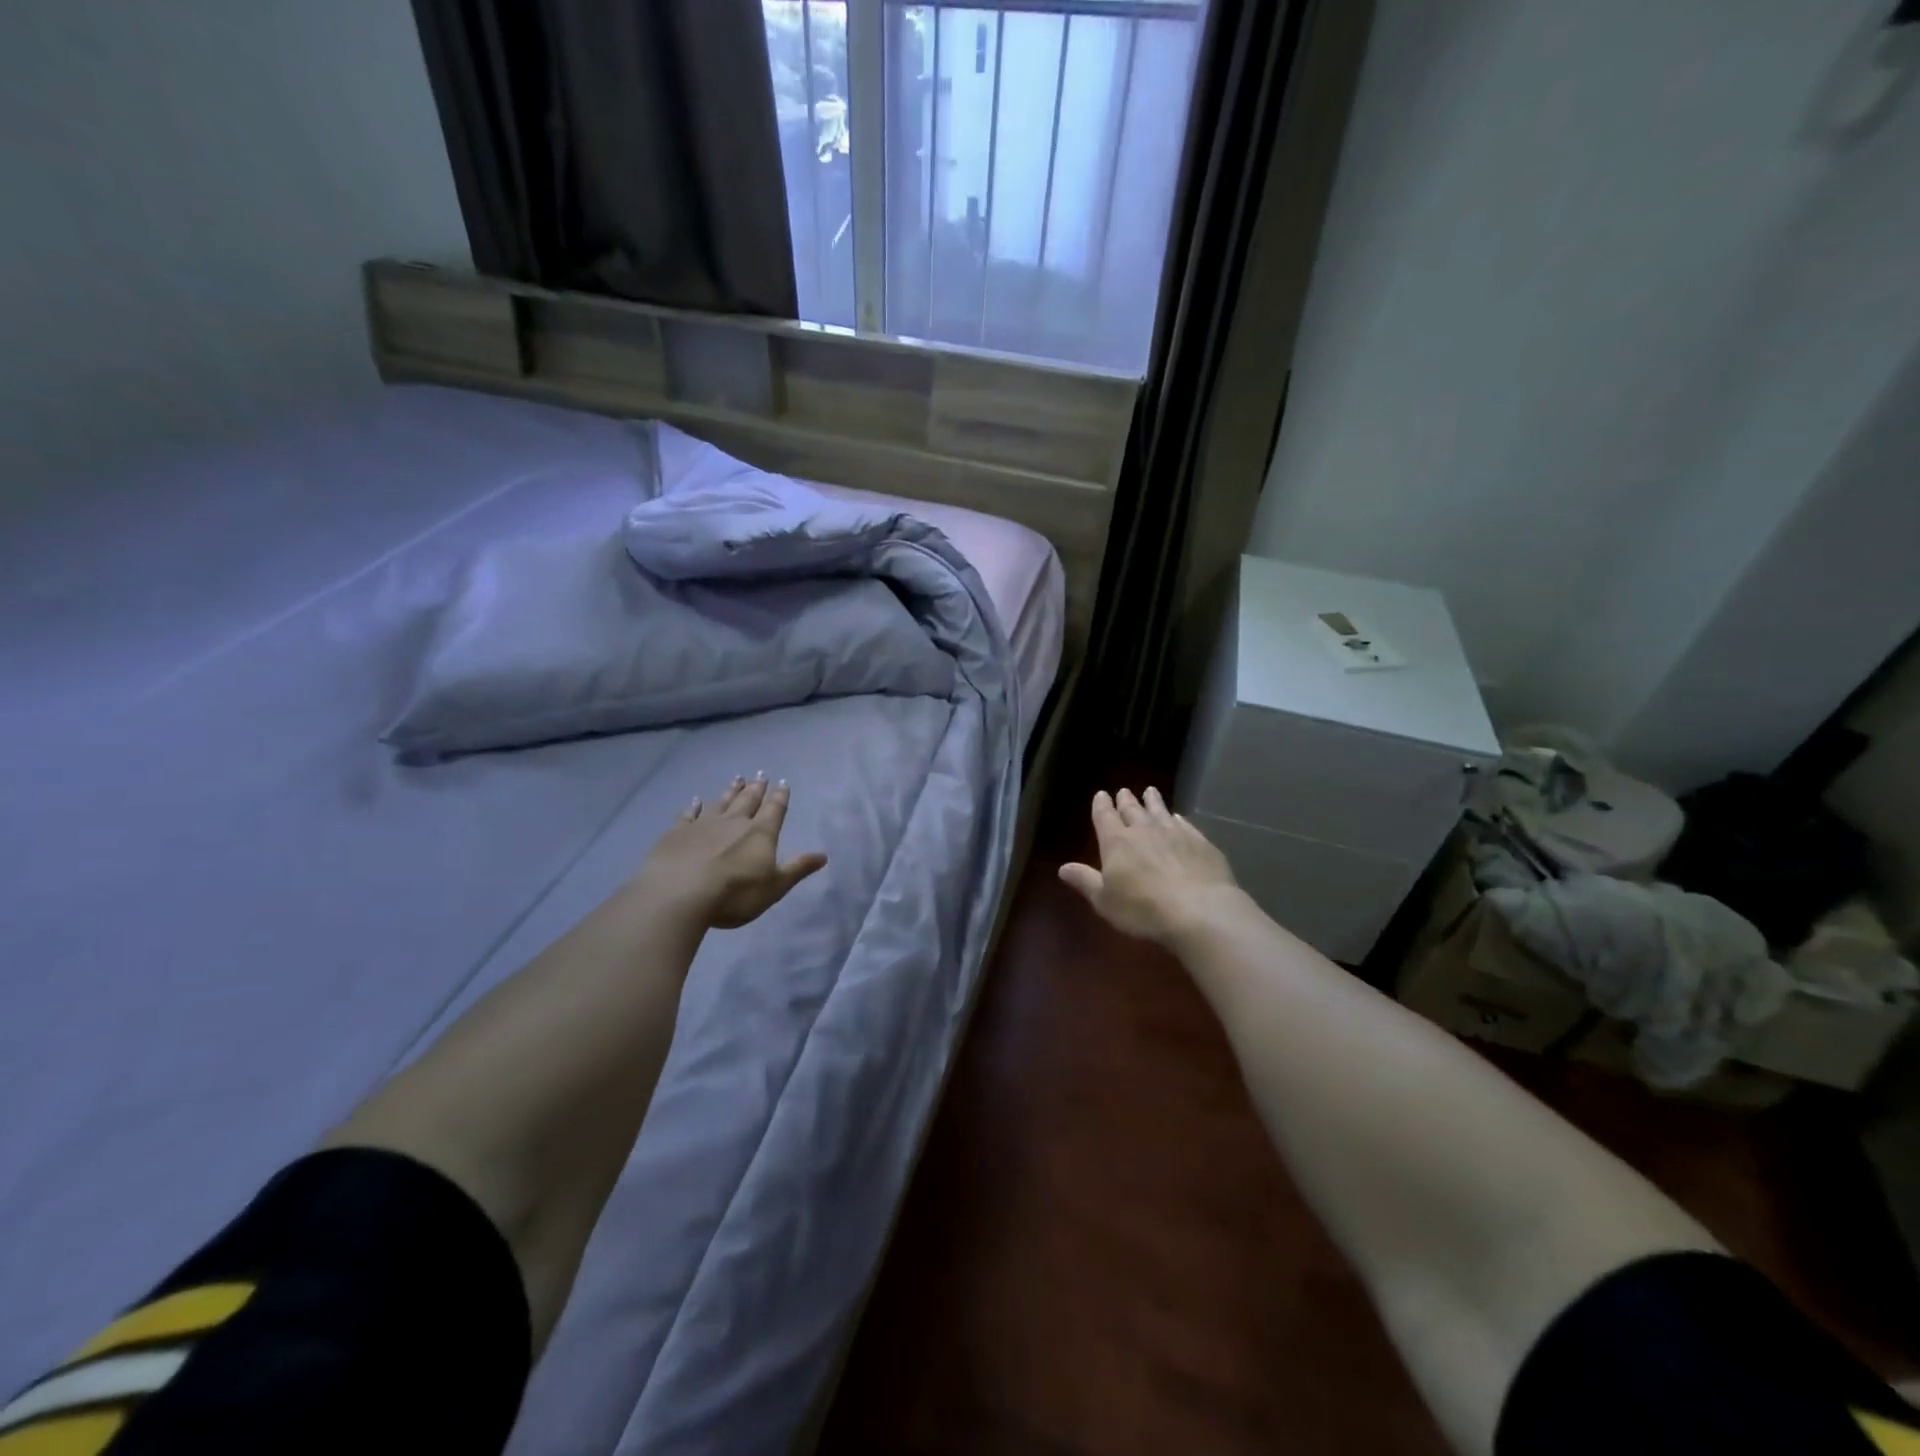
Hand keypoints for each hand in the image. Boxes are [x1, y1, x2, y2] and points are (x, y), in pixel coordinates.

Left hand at [639, 775, 827, 929]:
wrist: (679, 894)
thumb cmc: (734, 894)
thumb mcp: (774, 887)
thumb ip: (797, 869)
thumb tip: (823, 855)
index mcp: (760, 833)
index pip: (774, 810)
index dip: (780, 797)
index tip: (782, 783)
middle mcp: (734, 822)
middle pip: (748, 801)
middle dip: (756, 789)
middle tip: (760, 775)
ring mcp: (704, 825)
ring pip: (721, 802)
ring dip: (730, 791)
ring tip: (737, 779)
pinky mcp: (677, 833)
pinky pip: (689, 814)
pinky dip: (694, 806)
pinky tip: (696, 800)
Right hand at [1058, 787, 1238, 946]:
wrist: (1199, 910)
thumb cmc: (1143, 909)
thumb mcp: (1105, 901)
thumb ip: (1085, 881)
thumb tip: (1063, 868)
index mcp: (1116, 842)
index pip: (1105, 816)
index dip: (1101, 805)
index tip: (1101, 794)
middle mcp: (1144, 830)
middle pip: (1132, 810)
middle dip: (1126, 800)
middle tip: (1123, 791)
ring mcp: (1174, 834)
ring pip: (1160, 811)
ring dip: (1153, 801)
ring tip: (1150, 791)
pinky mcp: (1200, 842)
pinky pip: (1185, 825)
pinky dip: (1179, 819)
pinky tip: (1179, 818)